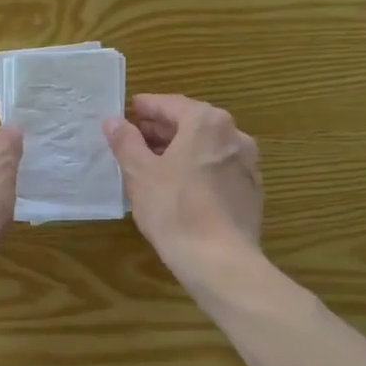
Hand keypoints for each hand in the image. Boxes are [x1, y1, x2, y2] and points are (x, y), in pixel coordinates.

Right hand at [103, 94, 262, 283]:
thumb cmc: (174, 209)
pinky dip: (198, 169)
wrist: (219, 260)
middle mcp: (234, 135)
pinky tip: (180, 187)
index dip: (146, 107)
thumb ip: (126, 142)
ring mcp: (248, 164)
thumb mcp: (140, 173)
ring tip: (153, 164)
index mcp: (207, 122)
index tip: (129, 111)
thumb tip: (113, 121)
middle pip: (192, 123)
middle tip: (136, 138)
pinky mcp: (251, 191)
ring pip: (207, 147)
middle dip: (163, 129)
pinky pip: (218, 169)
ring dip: (181, 150)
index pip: (171, 104)